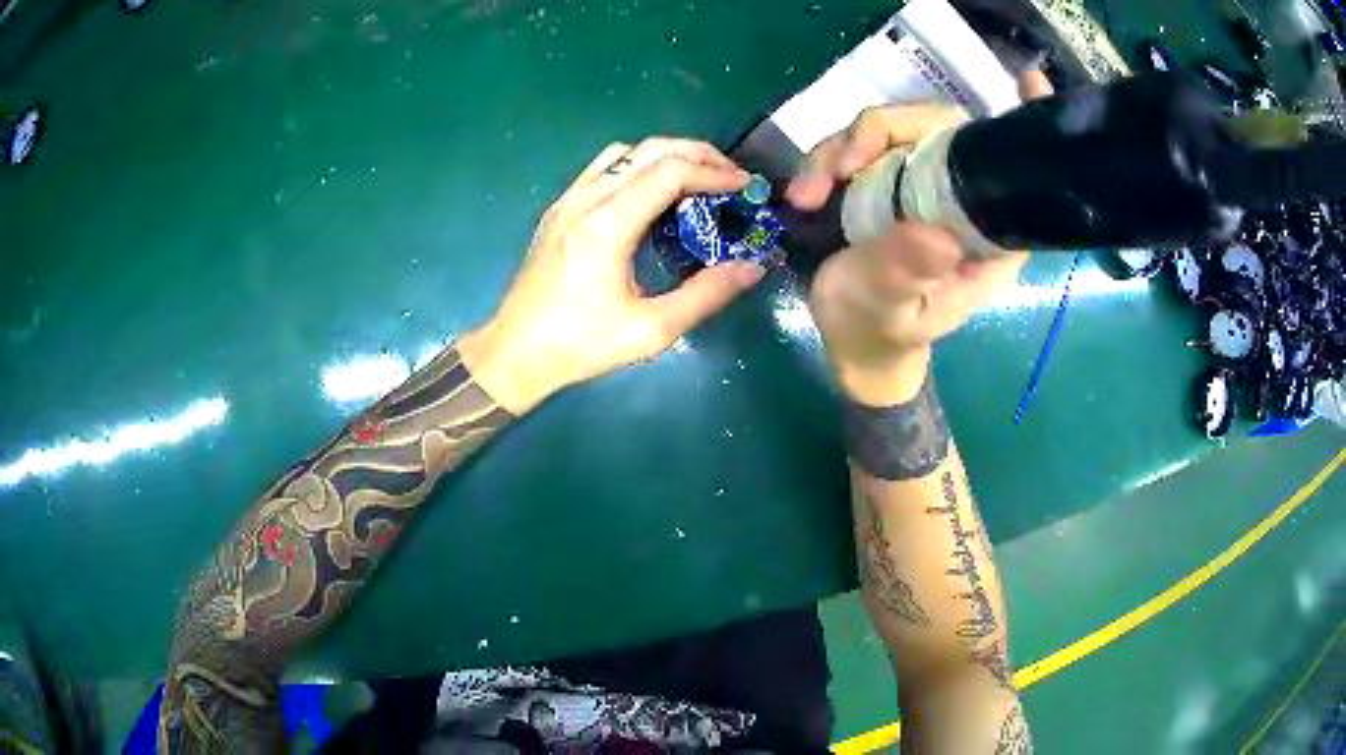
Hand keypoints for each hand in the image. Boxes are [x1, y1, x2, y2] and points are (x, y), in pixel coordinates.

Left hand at [459, 138, 765, 413]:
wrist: (515, 353)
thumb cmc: (581, 345)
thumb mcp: (652, 330)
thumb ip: (706, 295)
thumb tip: (751, 267)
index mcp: (607, 225)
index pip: (669, 171)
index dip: (714, 172)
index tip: (744, 186)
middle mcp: (586, 199)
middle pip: (649, 149)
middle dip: (698, 154)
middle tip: (731, 176)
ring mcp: (568, 200)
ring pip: (625, 152)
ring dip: (667, 155)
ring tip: (698, 178)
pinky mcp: (560, 208)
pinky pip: (604, 168)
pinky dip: (639, 166)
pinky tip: (655, 193)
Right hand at [787, 72, 1051, 405]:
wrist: (849, 338)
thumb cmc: (880, 331)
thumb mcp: (890, 310)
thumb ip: (906, 275)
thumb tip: (937, 235)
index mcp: (988, 233)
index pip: (1010, 168)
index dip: (1020, 124)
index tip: (1028, 82)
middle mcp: (960, 198)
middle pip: (937, 128)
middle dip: (879, 132)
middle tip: (838, 166)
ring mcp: (920, 183)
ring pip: (890, 129)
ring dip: (839, 149)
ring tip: (806, 194)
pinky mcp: (886, 178)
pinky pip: (859, 145)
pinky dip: (825, 159)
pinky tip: (804, 192)